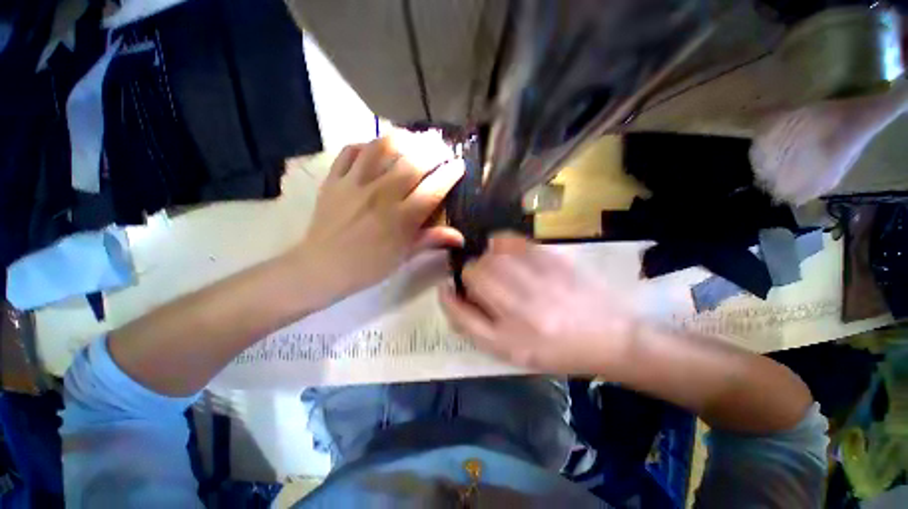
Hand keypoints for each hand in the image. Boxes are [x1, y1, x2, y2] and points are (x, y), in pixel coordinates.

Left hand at [288, 134, 464, 303]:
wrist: (322, 267)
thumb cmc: (369, 266)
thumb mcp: (404, 256)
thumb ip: (432, 240)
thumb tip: (460, 237)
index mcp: (401, 219)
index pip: (433, 189)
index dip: (449, 174)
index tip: (459, 165)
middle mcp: (381, 195)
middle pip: (412, 163)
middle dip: (432, 151)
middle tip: (441, 147)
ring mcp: (355, 184)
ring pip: (381, 148)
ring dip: (402, 139)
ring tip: (413, 139)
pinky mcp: (334, 179)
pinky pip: (350, 151)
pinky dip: (365, 144)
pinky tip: (375, 148)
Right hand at [440, 233, 636, 374]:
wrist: (609, 335)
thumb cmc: (552, 348)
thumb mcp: (505, 348)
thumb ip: (469, 321)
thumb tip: (447, 290)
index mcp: (507, 332)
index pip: (461, 298)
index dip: (456, 292)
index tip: (463, 293)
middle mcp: (520, 300)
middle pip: (475, 268)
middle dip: (474, 276)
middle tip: (490, 288)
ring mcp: (537, 272)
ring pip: (491, 252)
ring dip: (489, 262)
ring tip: (504, 275)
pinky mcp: (551, 255)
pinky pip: (512, 240)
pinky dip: (504, 246)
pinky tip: (515, 260)